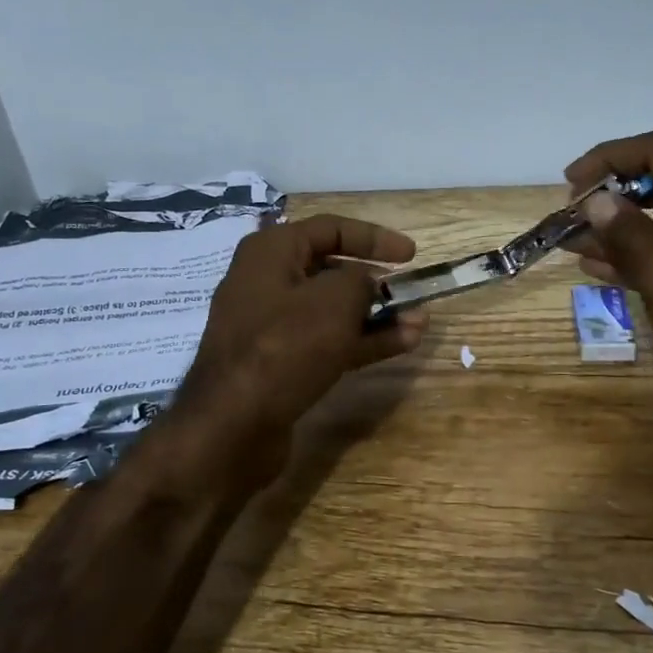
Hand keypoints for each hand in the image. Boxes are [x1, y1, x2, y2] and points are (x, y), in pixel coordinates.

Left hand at [174, 214, 427, 469]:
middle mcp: (267, 281)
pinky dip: (362, 341)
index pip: (331, 228)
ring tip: (419, 321)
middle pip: (331, 270)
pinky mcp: (279, 363)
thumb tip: (368, 283)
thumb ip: (362, 281)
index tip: (412, 255)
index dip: (375, 237)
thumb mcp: (335, 300)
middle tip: (411, 291)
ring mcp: (271, 326)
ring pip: (333, 311)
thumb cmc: (286, 344)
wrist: (234, 424)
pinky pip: (327, 341)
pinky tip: (402, 344)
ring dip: (377, 315)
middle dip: (377, 281)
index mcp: (271, 251)